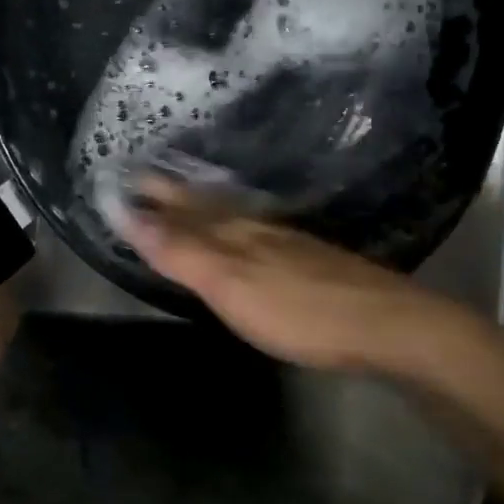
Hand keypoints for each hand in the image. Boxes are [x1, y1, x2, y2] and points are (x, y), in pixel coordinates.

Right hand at [115, 177, 503, 381]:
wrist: (385, 324)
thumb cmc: (297, 308)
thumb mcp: (228, 283)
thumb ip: (179, 250)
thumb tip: (128, 213)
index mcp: (232, 230)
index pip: (179, 207)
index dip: (149, 197)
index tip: (118, 181)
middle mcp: (254, 226)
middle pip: (204, 204)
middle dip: (171, 192)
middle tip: (142, 178)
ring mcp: (284, 241)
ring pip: (230, 213)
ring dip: (200, 204)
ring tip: (181, 196)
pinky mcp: (306, 259)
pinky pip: (252, 228)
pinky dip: (230, 222)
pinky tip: (240, 230)